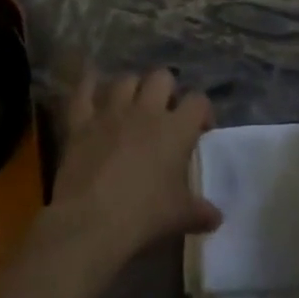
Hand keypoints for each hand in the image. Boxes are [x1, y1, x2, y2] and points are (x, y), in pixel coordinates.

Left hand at [40, 68, 220, 278]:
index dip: (202, 111)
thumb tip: (216, 218)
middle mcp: (145, 110)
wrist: (92, 221)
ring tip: (132, 104)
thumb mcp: (180, 216)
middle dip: (166, 90)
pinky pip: (83, 91)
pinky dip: (88, 85)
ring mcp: (111, 111)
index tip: (200, 129)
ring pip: (125, 80)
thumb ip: (201, 212)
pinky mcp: (82, 121)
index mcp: (175, 129)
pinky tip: (91, 84)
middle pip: (162, 77)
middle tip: (165, 112)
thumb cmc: (144, 215)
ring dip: (132, 88)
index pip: (198, 101)